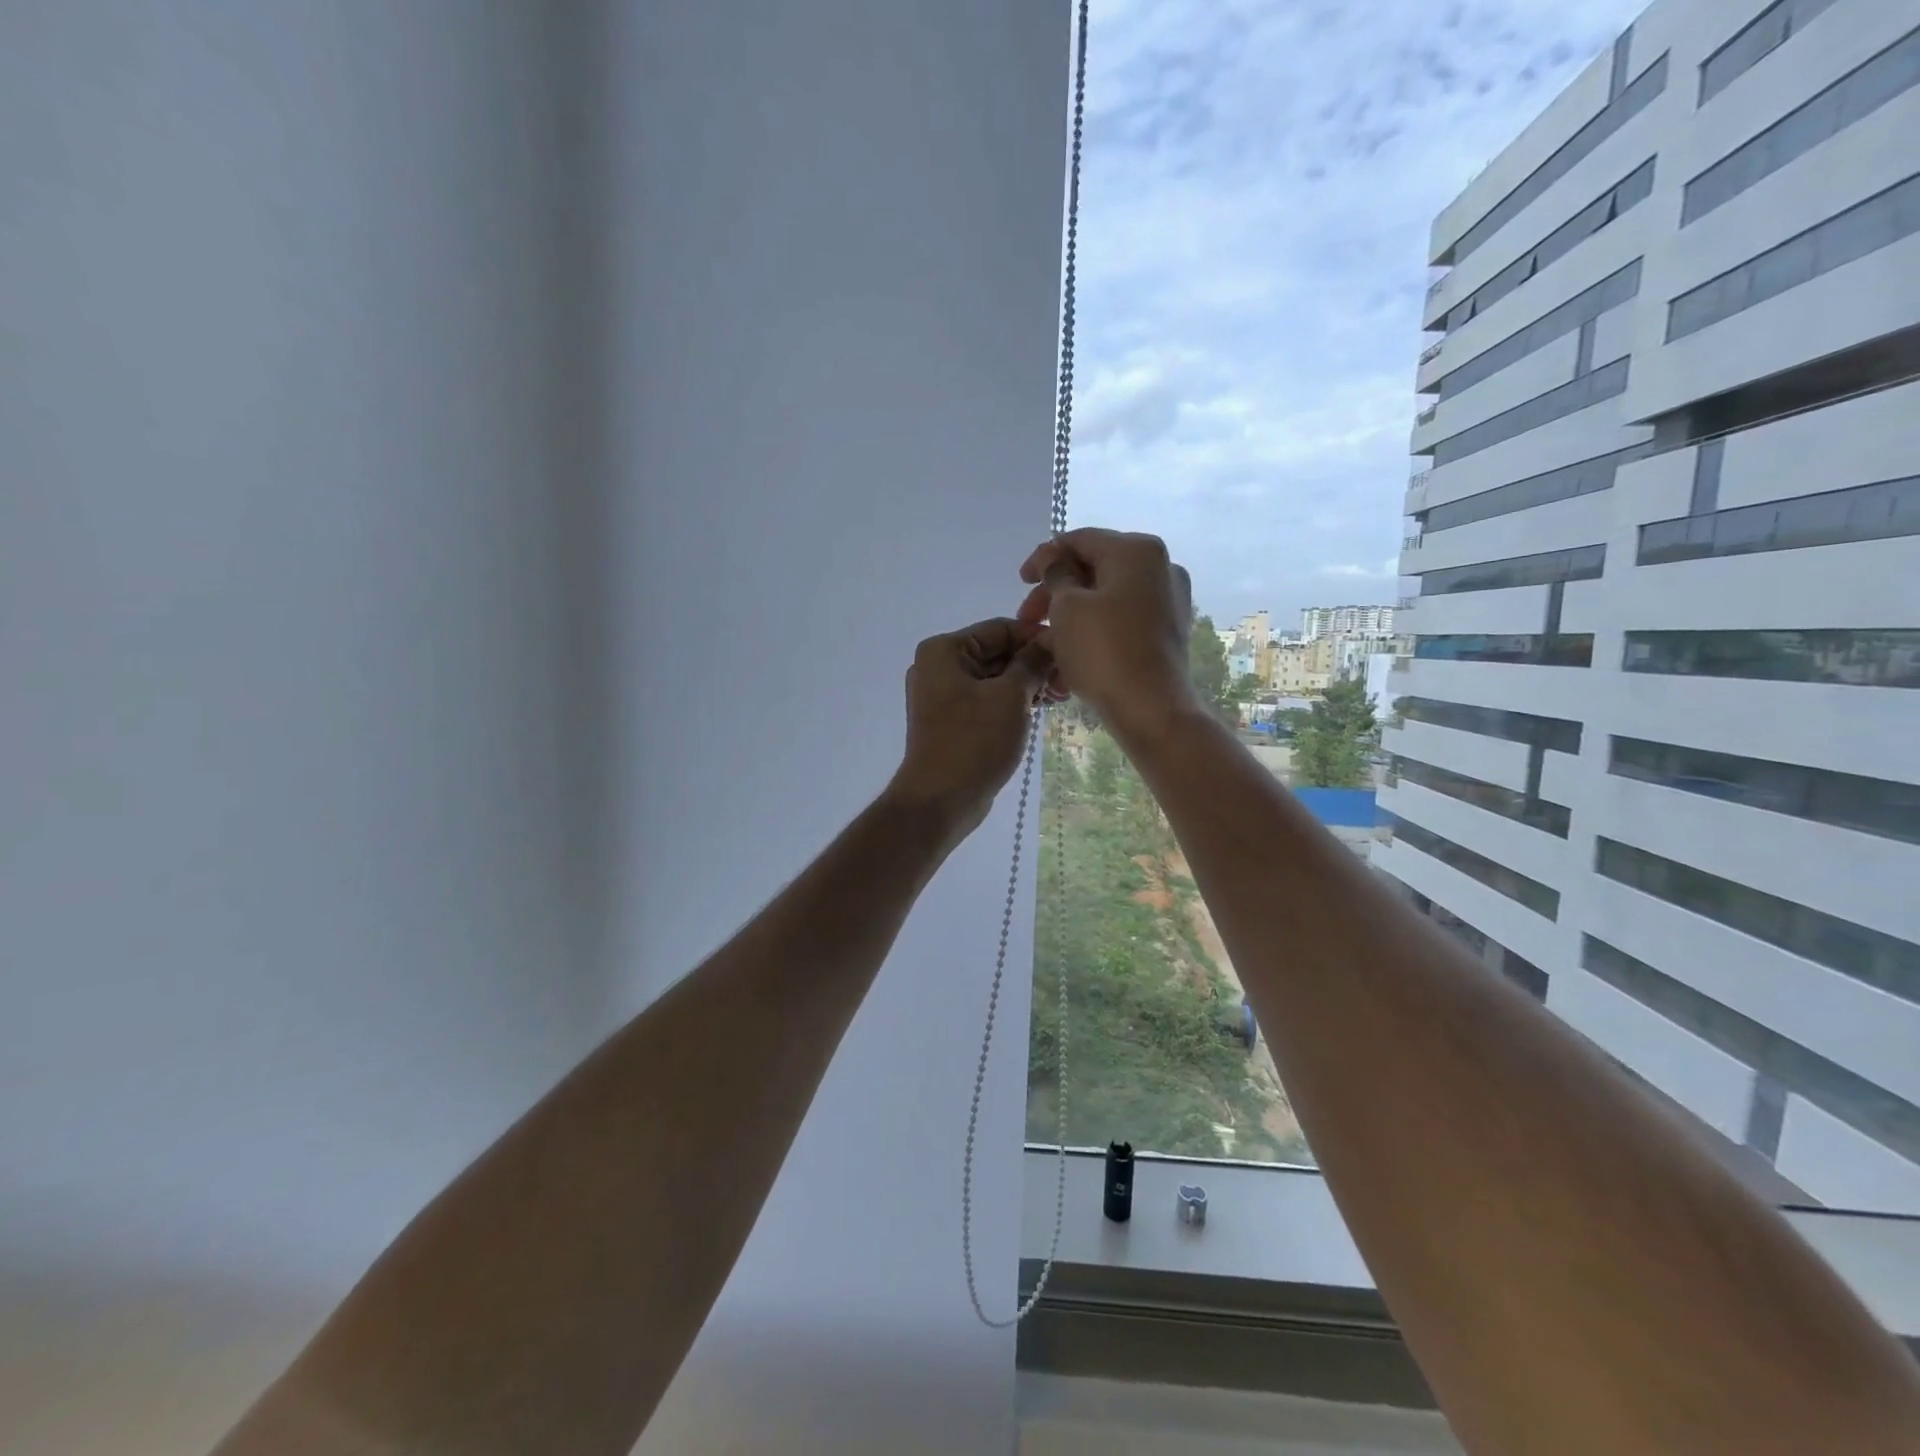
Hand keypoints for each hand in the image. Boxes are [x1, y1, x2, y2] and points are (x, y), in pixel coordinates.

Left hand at [885, 617, 1052, 836]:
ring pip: (994, 678)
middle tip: (1070, 681)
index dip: (1037, 638)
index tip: (1071, 652)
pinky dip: (1012, 702)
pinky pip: (987, 700)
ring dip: (1027, 684)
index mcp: (944, 650)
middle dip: (1034, 664)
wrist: (940, 801)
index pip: (1000, 628)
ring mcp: (942, 696)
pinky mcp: (951, 721)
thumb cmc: (974, 741)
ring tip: (1061, 697)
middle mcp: (938, 667)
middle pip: (997, 652)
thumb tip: (1053, 639)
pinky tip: (1040, 710)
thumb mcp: (1011, 696)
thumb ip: (1033, 662)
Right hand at [1016, 528, 1198, 746]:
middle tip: (1026, 619)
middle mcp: (1160, 567)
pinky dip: (1093, 630)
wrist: (1151, 709)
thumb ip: (1056, 574)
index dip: (1043, 557)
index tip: (1020, 582)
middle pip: (1094, 569)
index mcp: (1137, 550)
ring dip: (1069, 615)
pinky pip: (1121, 620)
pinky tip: (1068, 655)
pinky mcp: (1167, 631)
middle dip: (1055, 592)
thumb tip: (1055, 558)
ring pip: (1106, 598)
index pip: (1080, 540)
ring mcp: (1168, 600)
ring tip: (1042, 643)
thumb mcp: (1067, 608)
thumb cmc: (1104, 651)